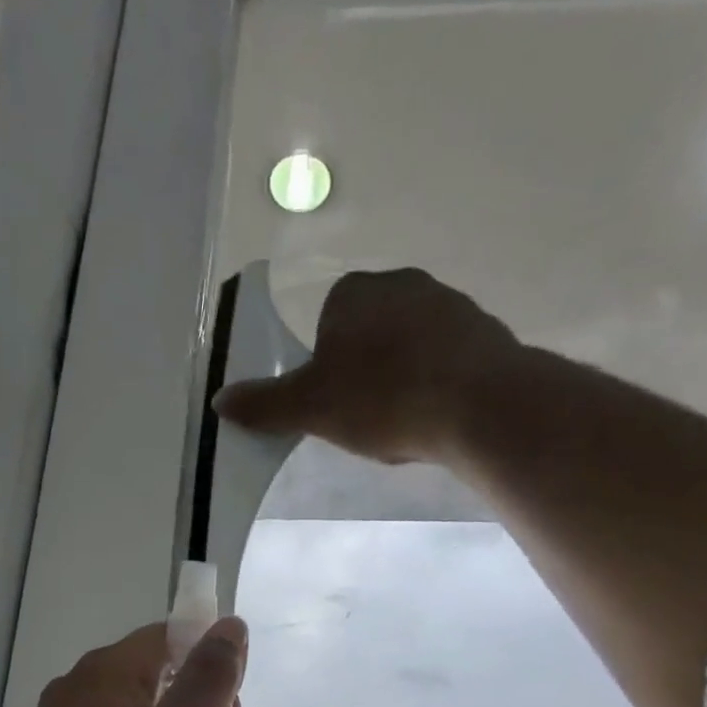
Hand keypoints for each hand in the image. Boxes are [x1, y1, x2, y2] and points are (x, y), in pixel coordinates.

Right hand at [213, 267, 521, 465]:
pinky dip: (438, 385)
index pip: (326, 325)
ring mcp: (450, 303)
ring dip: (402, 380)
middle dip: (364, 373)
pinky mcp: (486, 332)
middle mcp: (403, 283)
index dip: (326, 368)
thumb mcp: (311, 408)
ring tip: (405, 423)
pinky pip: (447, 361)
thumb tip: (220, 402)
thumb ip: (265, 405)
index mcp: (354, 292)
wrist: (478, 404)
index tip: (335, 404)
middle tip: (367, 417)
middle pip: (369, 335)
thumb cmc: (383, 399)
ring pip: (410, 348)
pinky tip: (437, 417)